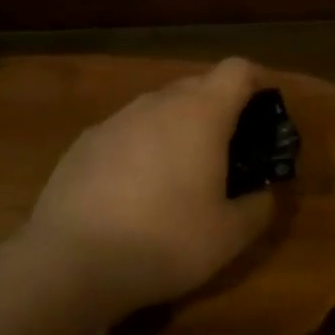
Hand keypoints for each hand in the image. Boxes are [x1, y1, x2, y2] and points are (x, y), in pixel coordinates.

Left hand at [18, 58, 274, 326]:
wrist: (70, 264)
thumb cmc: (164, 242)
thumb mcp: (229, 236)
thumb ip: (259, 207)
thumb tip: (264, 194)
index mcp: (202, 114)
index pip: (238, 70)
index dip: (256, 83)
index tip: (263, 114)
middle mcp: (159, 103)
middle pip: (199, 85)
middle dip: (219, 109)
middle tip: (227, 153)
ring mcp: (117, 119)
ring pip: (160, 107)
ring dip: (177, 128)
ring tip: (178, 176)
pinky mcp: (84, 142)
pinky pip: (127, 131)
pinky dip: (141, 147)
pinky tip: (132, 192)